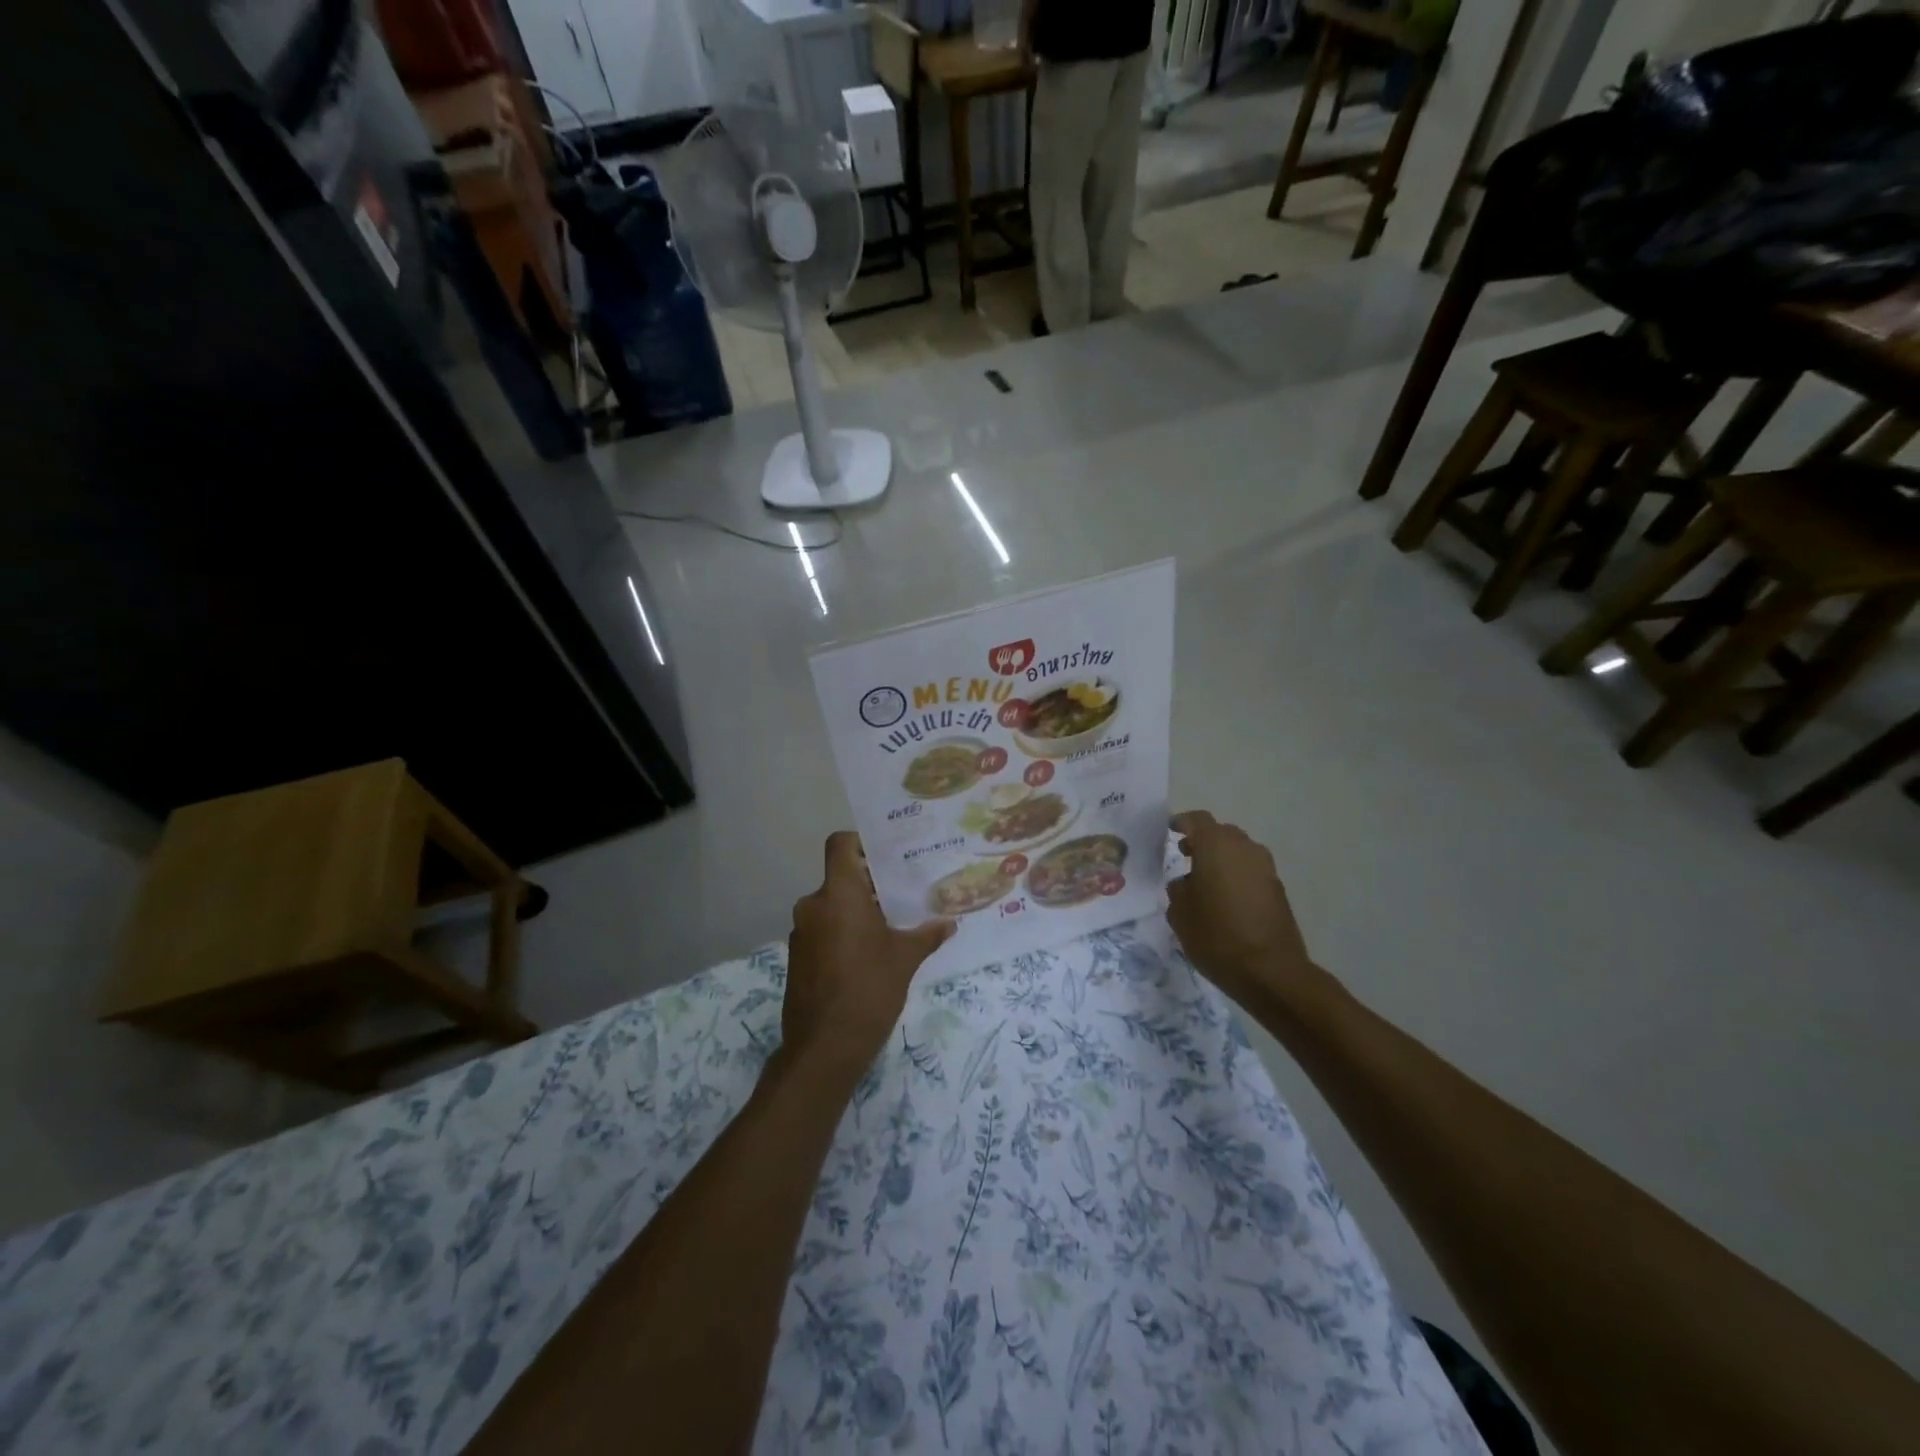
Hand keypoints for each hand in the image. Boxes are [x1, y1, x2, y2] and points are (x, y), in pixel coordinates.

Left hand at [782, 832, 954, 1081]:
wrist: (824, 1048)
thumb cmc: (869, 990)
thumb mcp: (905, 959)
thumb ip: (926, 935)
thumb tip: (949, 923)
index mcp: (838, 894)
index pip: (840, 845)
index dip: (860, 842)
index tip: (887, 856)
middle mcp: (814, 905)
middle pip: (841, 877)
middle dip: (870, 884)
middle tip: (903, 893)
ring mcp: (801, 932)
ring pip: (832, 906)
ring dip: (857, 910)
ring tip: (890, 926)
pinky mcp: (797, 957)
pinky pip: (823, 929)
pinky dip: (843, 932)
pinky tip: (869, 954)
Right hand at [1167, 812, 1329, 1013]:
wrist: (1270, 971)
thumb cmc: (1216, 936)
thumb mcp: (1180, 913)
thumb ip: (1178, 889)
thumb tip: (1186, 882)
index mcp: (1215, 846)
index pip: (1197, 820)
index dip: (1181, 822)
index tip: (1170, 830)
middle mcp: (1244, 848)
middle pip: (1220, 833)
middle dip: (1203, 841)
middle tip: (1185, 856)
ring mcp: (1265, 867)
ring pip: (1238, 851)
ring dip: (1222, 858)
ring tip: (1205, 880)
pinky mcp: (1278, 888)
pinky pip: (1251, 870)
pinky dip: (1236, 875)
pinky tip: (1225, 898)